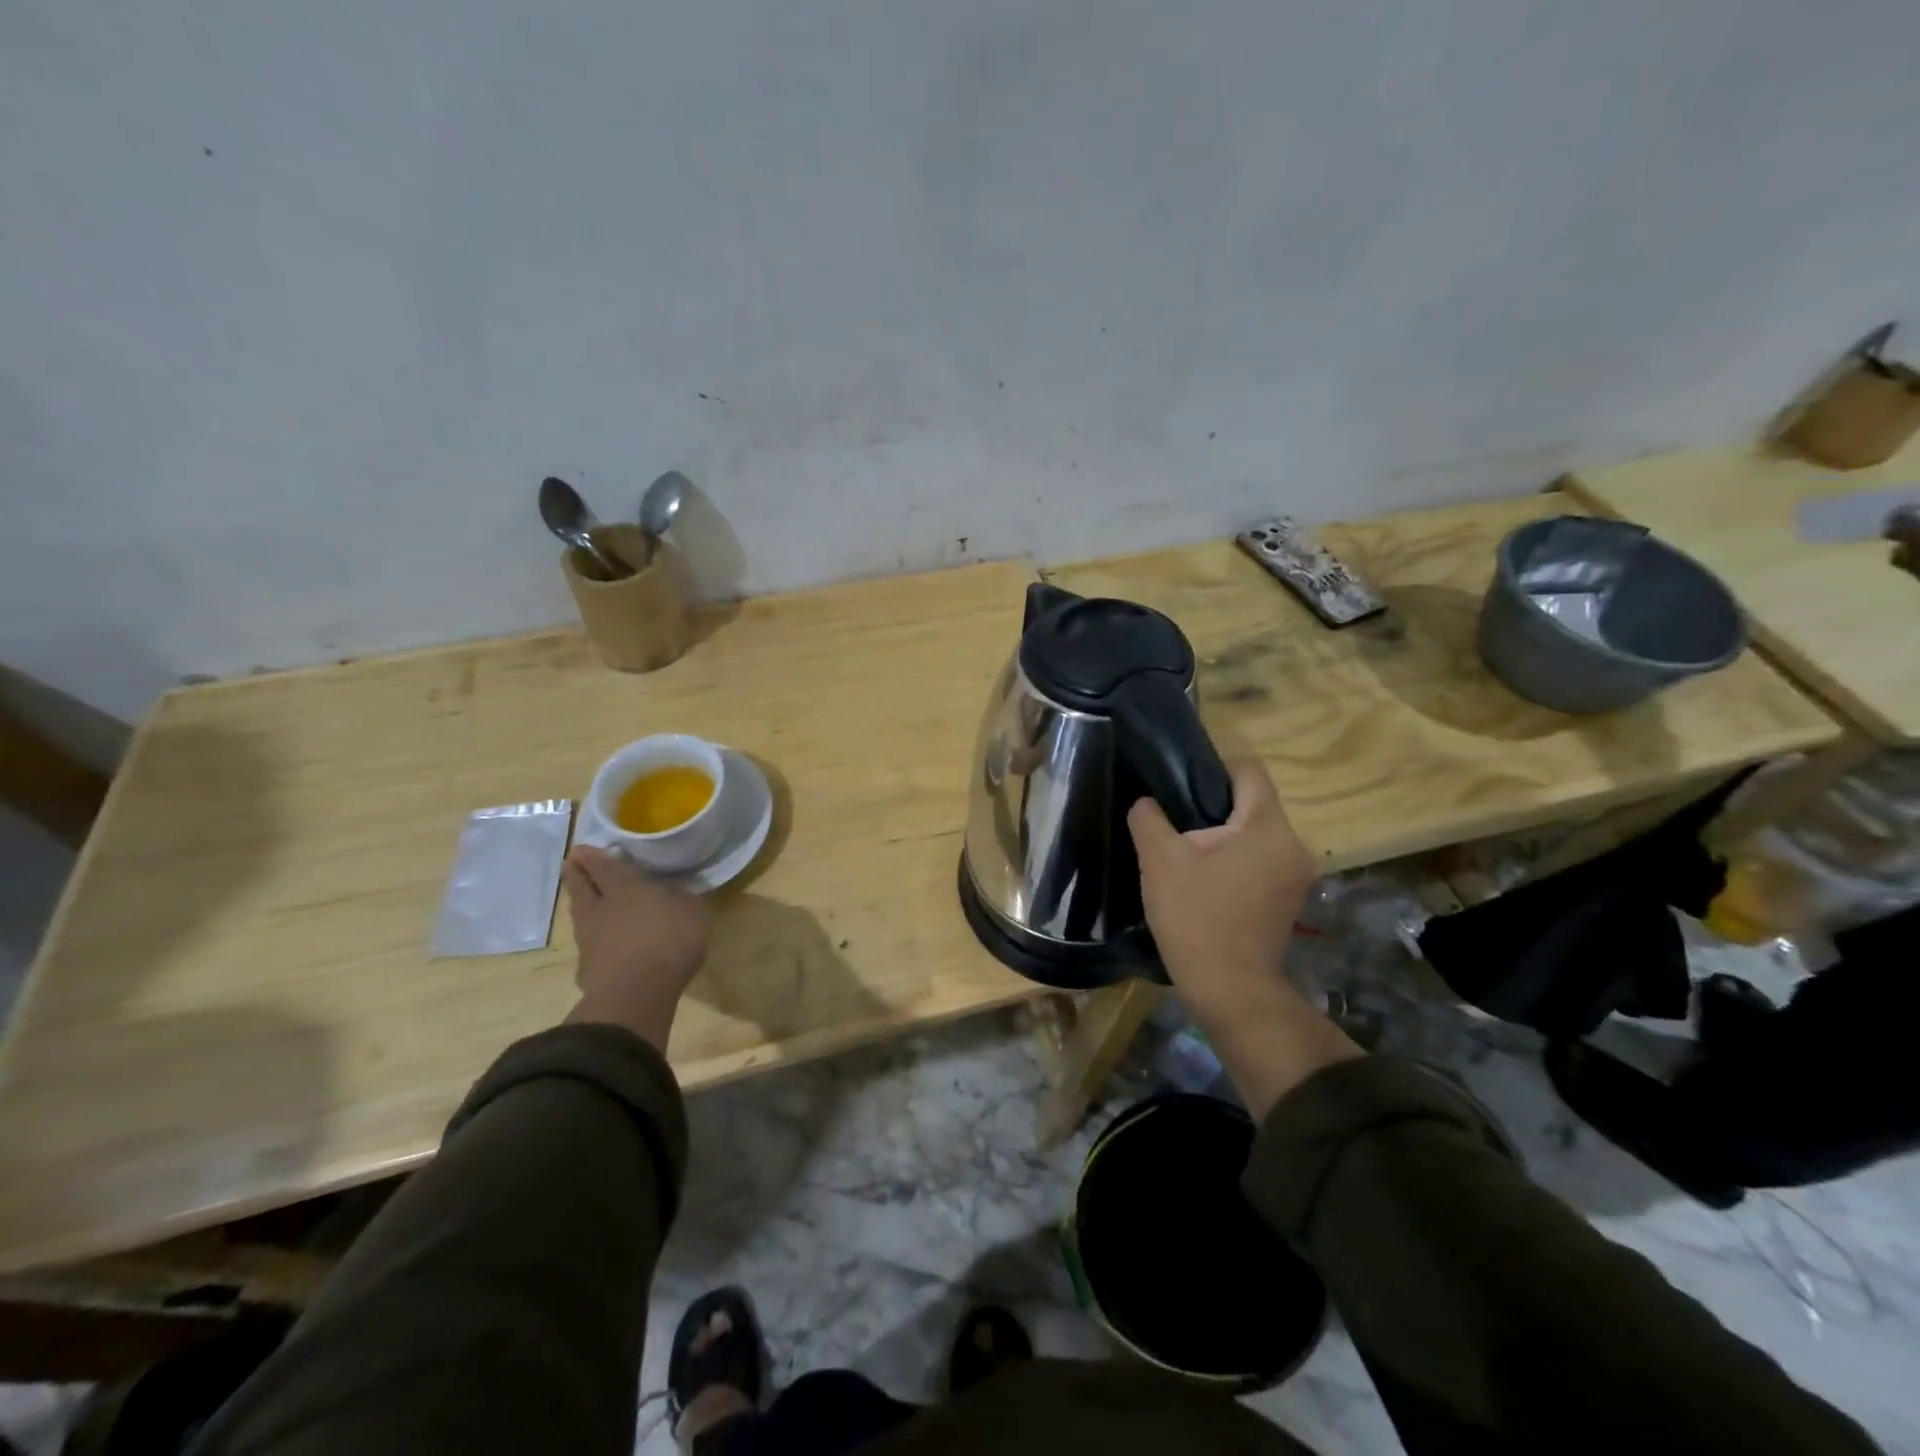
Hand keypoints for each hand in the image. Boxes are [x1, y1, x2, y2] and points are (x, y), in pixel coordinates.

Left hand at [561, 845, 710, 1051]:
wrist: (635, 993)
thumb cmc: (668, 941)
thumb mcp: (692, 912)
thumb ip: (681, 899)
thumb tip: (674, 893)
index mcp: (626, 888)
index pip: (604, 866)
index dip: (593, 856)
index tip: (581, 848)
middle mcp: (601, 909)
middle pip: (581, 887)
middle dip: (575, 873)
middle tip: (570, 862)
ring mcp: (589, 941)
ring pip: (580, 915)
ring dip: (579, 904)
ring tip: (581, 898)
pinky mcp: (587, 969)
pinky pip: (587, 945)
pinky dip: (590, 938)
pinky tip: (596, 941)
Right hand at [1128, 759, 1358, 1115]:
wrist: (1229, 988)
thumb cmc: (1195, 916)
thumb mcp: (1159, 860)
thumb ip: (1149, 818)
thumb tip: (1148, 803)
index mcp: (1267, 825)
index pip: (1249, 771)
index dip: (1213, 768)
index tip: (1180, 787)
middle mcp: (1293, 843)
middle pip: (1253, 803)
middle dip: (1215, 807)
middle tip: (1176, 823)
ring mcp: (1297, 874)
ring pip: (1257, 834)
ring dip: (1225, 836)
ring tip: (1188, 852)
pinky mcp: (1290, 899)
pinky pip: (1262, 859)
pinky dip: (1238, 860)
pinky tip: (1207, 880)